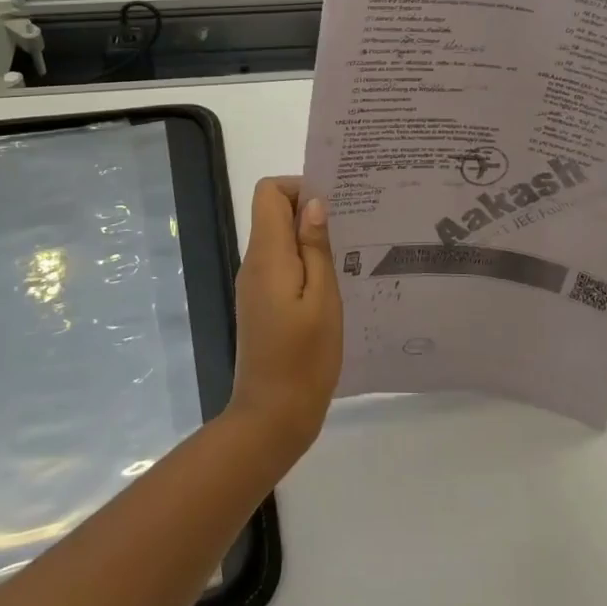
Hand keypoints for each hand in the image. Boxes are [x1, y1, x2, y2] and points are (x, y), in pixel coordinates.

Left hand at [226, 177, 343, 460]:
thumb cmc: (304, 358)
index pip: (268, 193)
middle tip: (352, 227)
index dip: (299, 188)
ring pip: (280, 239)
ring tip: (350, 253)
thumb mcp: (323, 299)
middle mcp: (254, 263)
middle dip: (311, 210)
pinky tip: (335, 282)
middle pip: (273, 213)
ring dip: (311, 238)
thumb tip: (313, 204)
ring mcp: (255, 285)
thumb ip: (315, 248)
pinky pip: (282, 265)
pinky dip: (306, 262)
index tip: (334, 206)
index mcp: (267, 256)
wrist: (272, 417)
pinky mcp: (262, 304)